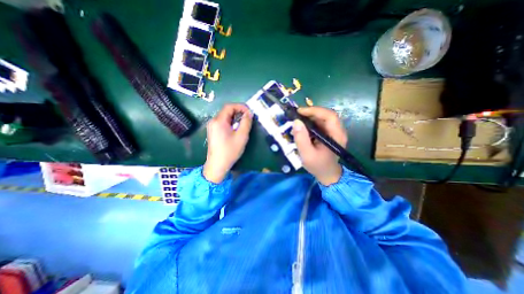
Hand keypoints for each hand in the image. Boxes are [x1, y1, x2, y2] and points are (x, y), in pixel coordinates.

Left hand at [203, 103, 253, 183]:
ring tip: (244, 123)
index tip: (249, 112)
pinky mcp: (213, 131)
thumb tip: (249, 113)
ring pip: (225, 116)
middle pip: (226, 110)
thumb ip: (246, 123)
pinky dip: (231, 122)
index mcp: (219, 121)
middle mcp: (213, 121)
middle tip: (248, 117)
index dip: (241, 106)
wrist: (217, 165)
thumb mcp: (241, 136)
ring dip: (235, 117)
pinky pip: (223, 122)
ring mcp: (212, 126)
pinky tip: (236, 128)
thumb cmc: (230, 151)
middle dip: (238, 112)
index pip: (229, 106)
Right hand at [291, 107, 346, 183]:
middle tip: (296, 116)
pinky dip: (310, 123)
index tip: (300, 112)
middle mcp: (338, 131)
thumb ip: (301, 139)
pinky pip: (320, 124)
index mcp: (336, 136)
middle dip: (310, 113)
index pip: (329, 116)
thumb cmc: (318, 166)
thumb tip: (296, 122)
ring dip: (309, 118)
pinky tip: (302, 128)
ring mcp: (334, 132)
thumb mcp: (307, 154)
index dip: (315, 110)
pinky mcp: (329, 134)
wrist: (327, 174)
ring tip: (297, 123)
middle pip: (326, 115)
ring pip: (322, 118)